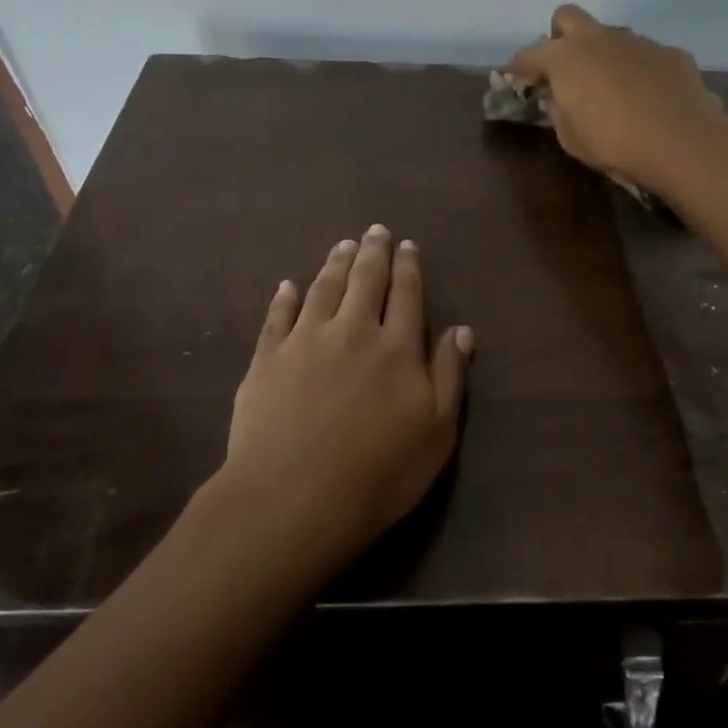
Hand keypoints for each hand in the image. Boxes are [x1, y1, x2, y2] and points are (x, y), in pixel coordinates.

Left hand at [208, 225, 471, 562]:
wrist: (294, 498)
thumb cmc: (380, 472)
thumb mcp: (437, 431)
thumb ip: (450, 376)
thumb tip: (462, 329)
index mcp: (398, 348)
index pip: (407, 295)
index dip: (408, 267)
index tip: (407, 245)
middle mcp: (353, 332)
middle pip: (364, 281)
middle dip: (372, 253)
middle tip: (375, 230)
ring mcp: (305, 343)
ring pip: (323, 290)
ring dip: (334, 264)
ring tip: (342, 245)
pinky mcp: (266, 361)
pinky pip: (277, 318)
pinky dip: (284, 298)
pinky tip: (288, 286)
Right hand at [507, 5, 724, 190]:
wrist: (679, 140)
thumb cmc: (613, 142)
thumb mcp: (571, 138)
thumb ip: (558, 112)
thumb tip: (557, 98)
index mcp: (565, 57)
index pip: (529, 54)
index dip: (519, 66)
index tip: (517, 77)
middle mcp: (599, 38)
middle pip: (567, 16)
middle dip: (560, 37)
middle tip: (566, 68)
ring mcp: (637, 41)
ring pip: (610, 35)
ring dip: (604, 54)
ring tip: (613, 89)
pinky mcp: (669, 52)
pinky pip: (645, 54)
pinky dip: (639, 70)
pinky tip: (649, 97)